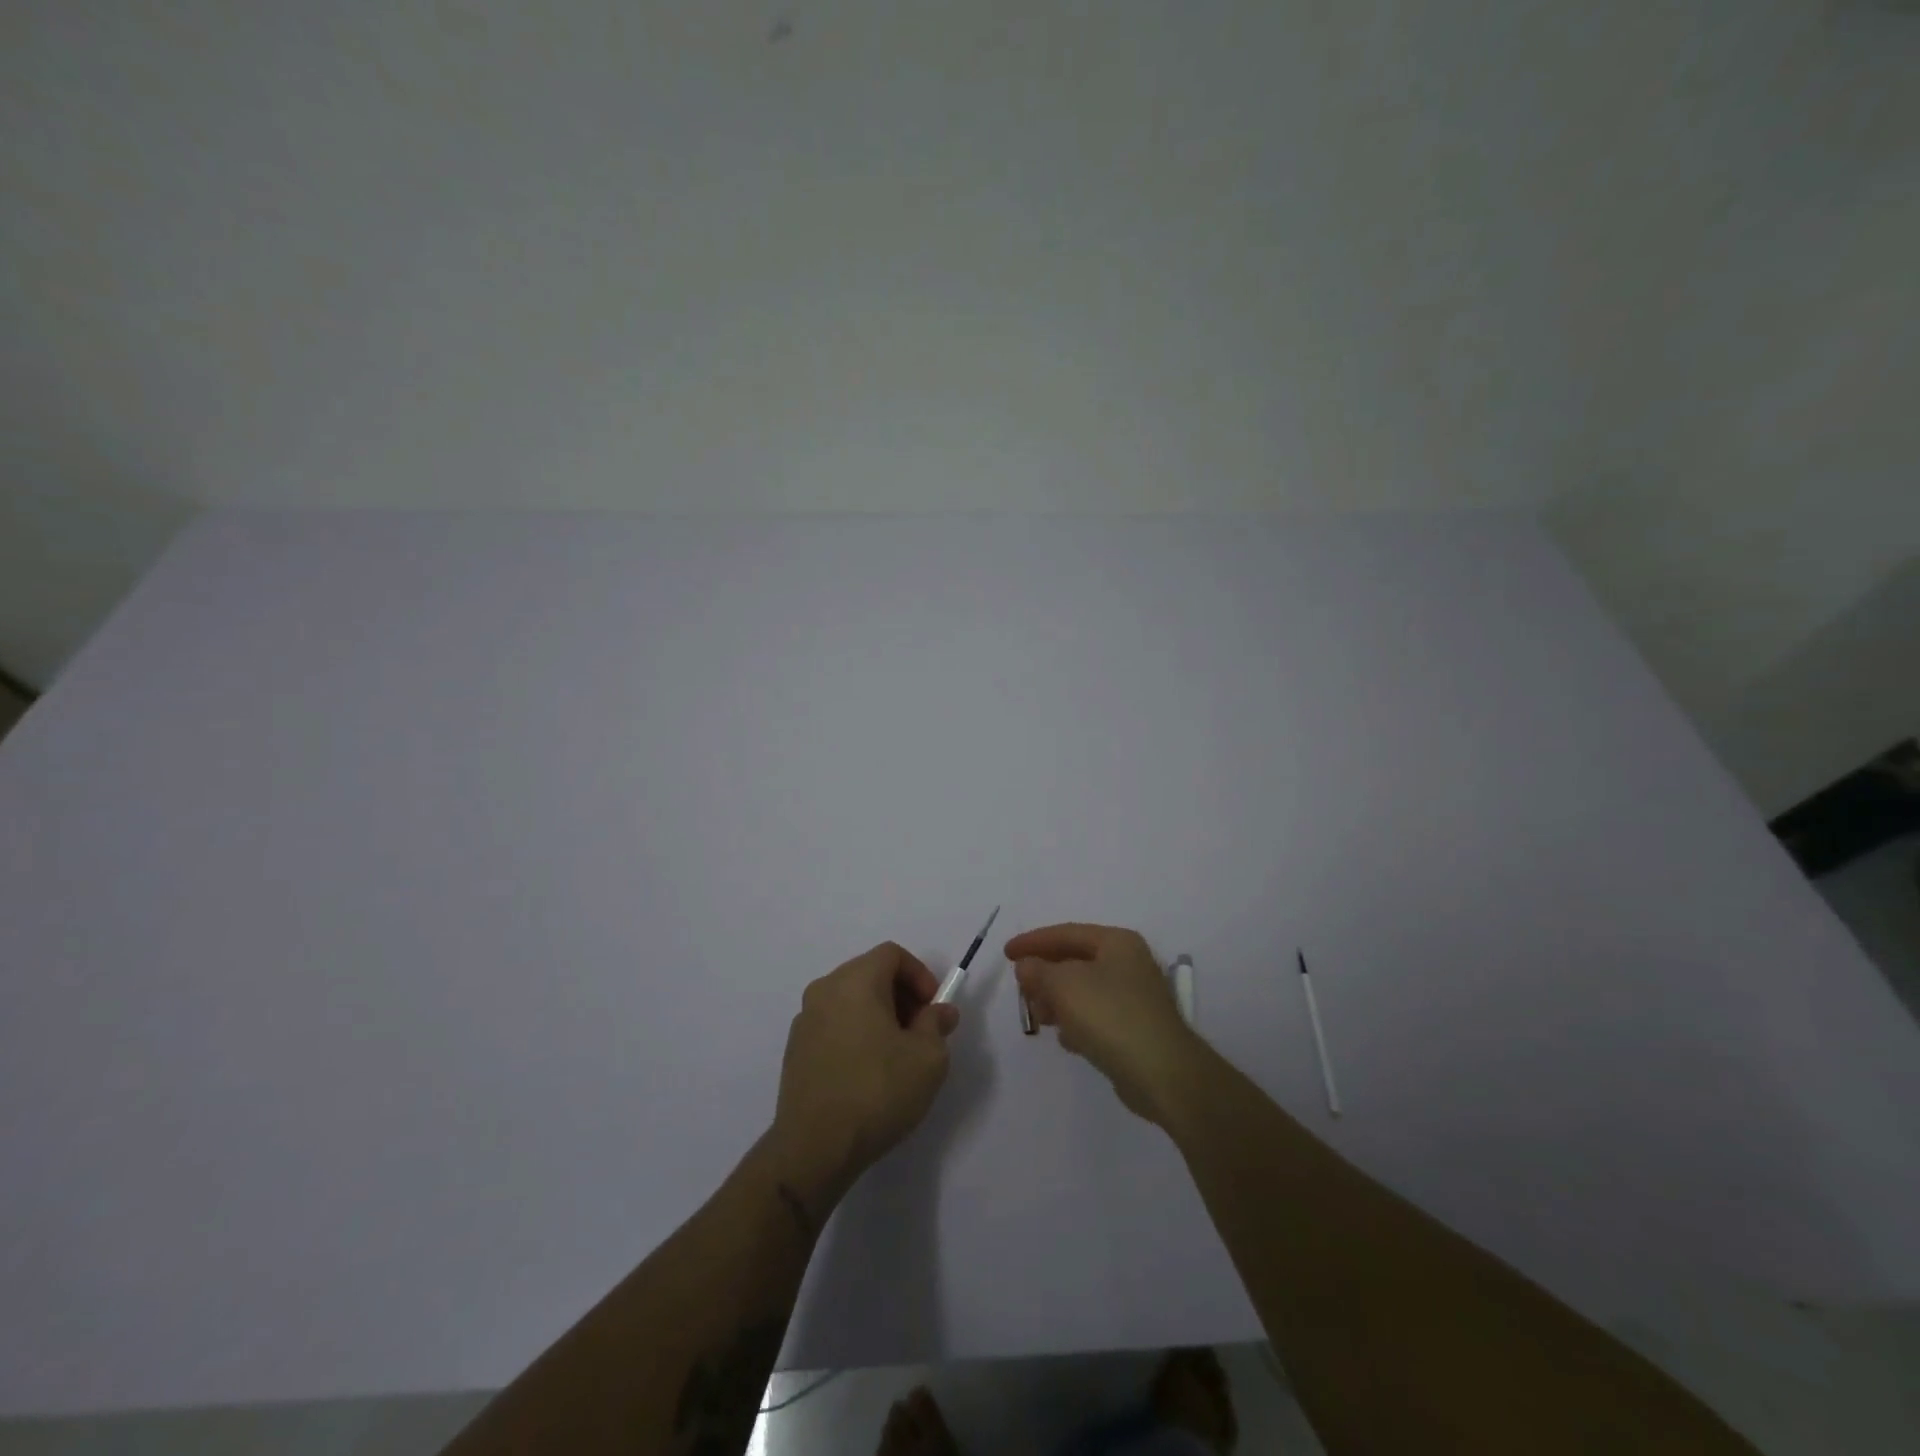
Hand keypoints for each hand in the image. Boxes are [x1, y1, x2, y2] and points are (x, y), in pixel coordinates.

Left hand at [771, 942, 958, 1201]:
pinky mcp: (795, 1050)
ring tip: (897, 1055)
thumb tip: (939, 1012)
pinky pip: (834, 1024)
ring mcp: (804, 1020)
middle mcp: (824, 990)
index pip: (892, 954)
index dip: (919, 974)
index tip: (933, 1008)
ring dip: (879, 1015)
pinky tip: (868, 1072)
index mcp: (855, 981)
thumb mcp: (928, 1057)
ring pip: (851, 1000)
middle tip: (921, 1031)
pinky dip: (856, 1033)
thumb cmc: (877, 1091)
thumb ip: (936, 1024)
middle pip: (870, 973)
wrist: (814, 1148)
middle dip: (901, 995)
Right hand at [1007, 923, 1206, 1124]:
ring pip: (1083, 990)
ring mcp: (1134, 997)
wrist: (1162, 1073)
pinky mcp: (1135, 1028)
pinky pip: (1096, 1016)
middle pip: (1075, 960)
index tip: (1006, 954)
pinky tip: (1066, 1038)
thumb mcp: (1064, 985)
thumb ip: (1039, 971)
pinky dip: (1076, 1022)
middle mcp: (1128, 963)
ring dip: (1057, 1000)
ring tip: (1039, 1018)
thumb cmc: (1110, 1016)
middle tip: (1021, 989)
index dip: (1032, 941)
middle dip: (1045, 974)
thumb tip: (1027, 965)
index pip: (1066, 933)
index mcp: (1116, 942)